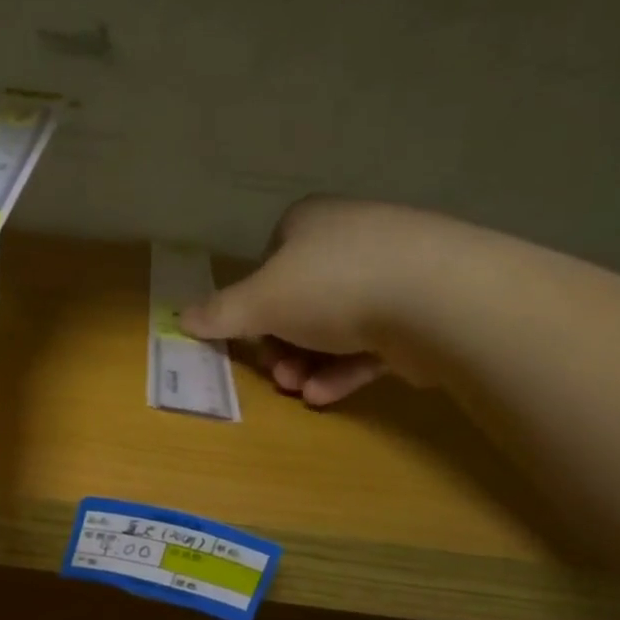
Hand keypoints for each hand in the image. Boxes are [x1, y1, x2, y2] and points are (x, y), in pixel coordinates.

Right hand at [181, 199, 451, 406]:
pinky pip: (374, 341)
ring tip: (298, 390)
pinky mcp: (424, 309)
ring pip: (337, 324)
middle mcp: (352, 238)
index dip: (255, 300)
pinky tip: (326, 397)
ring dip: (309, 362)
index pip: (271, 259)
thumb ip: (220, 313)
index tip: (250, 334)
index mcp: (310, 221)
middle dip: (282, 343)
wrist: (439, 298)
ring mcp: (395, 271)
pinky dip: (346, 369)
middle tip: (276, 373)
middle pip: (302, 298)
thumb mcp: (260, 301)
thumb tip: (180, 318)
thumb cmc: (332, 286)